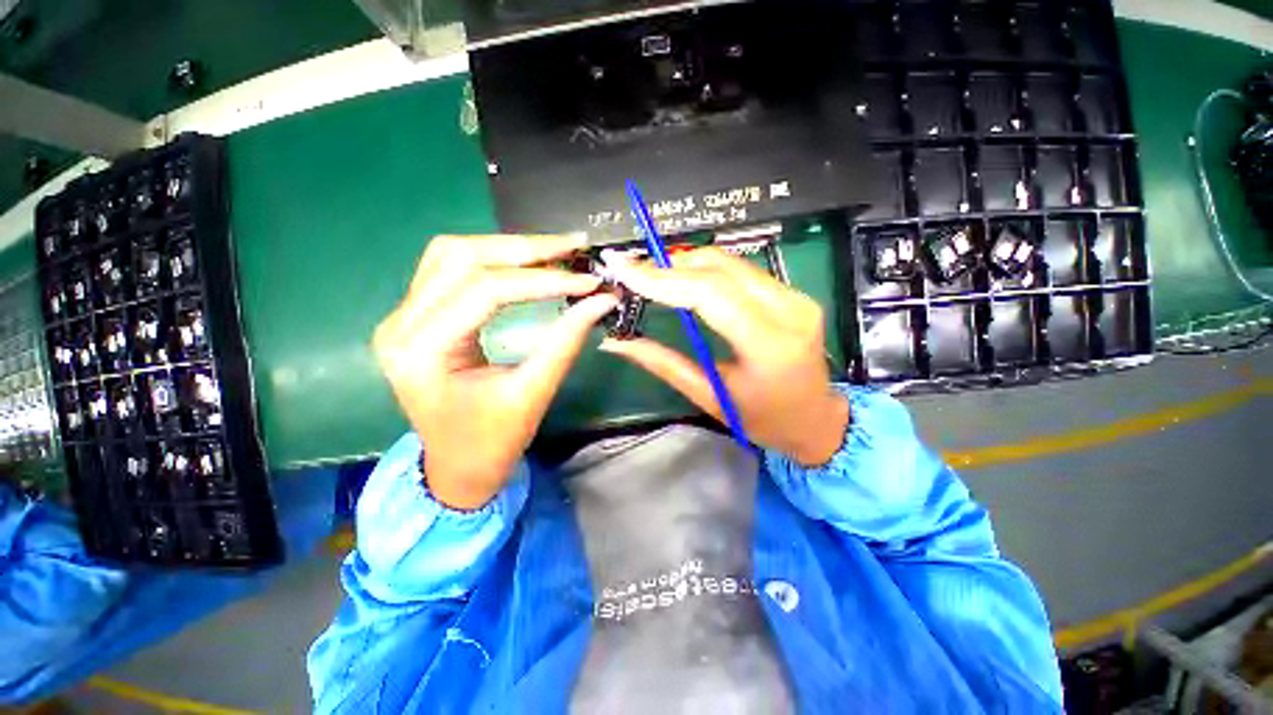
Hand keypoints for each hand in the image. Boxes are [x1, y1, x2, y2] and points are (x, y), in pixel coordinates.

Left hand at [372, 234, 617, 509]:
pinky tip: (526, 262)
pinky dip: (493, 259)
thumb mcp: (533, 393)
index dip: (543, 281)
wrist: (458, 467)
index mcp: (422, 351)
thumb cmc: (493, 442)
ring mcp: (404, 316)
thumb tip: (602, 300)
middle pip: (461, 257)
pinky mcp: (419, 316)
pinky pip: (452, 270)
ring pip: (452, 254)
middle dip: (525, 249)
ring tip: (555, 250)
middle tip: (573, 246)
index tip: (588, 280)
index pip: (485, 291)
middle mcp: (401, 324)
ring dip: (508, 248)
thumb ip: (566, 341)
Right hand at [601, 248, 848, 465]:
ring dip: (686, 264)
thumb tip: (616, 343)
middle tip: (632, 272)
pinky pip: (741, 269)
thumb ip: (663, 364)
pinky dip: (706, 270)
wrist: (817, 418)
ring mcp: (796, 296)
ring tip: (652, 276)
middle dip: (669, 267)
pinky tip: (683, 280)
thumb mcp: (709, 397)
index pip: (710, 295)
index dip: (664, 280)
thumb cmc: (764, 419)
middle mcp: (789, 309)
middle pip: (719, 269)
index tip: (626, 273)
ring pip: (730, 262)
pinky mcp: (793, 292)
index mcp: (769, 344)